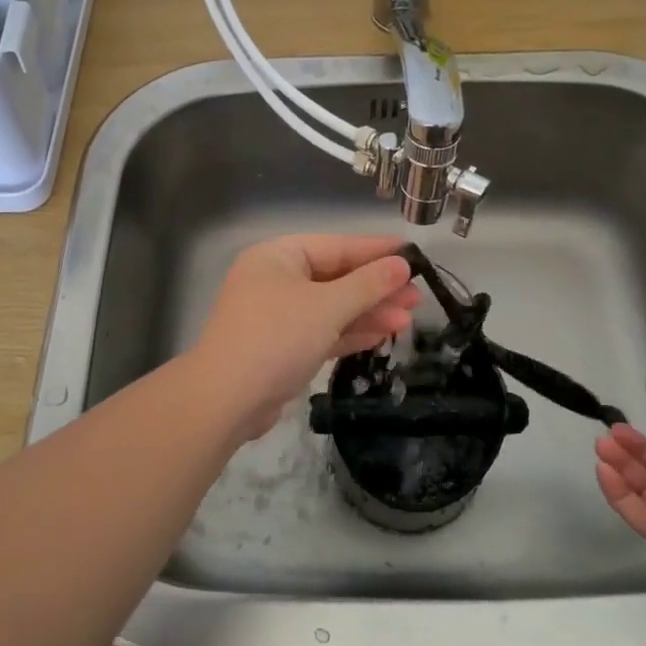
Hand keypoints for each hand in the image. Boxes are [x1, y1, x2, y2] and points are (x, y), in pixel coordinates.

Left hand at [192, 235, 420, 438]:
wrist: (227, 399)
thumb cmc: (277, 338)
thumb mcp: (328, 306)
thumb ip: (367, 284)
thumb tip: (401, 264)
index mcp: (278, 257)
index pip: (336, 247)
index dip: (376, 251)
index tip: (413, 255)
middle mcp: (275, 280)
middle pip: (335, 277)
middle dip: (376, 288)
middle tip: (418, 297)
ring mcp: (277, 315)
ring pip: (331, 307)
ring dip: (368, 312)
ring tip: (409, 319)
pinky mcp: (281, 347)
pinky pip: (322, 331)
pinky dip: (350, 332)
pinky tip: (382, 335)